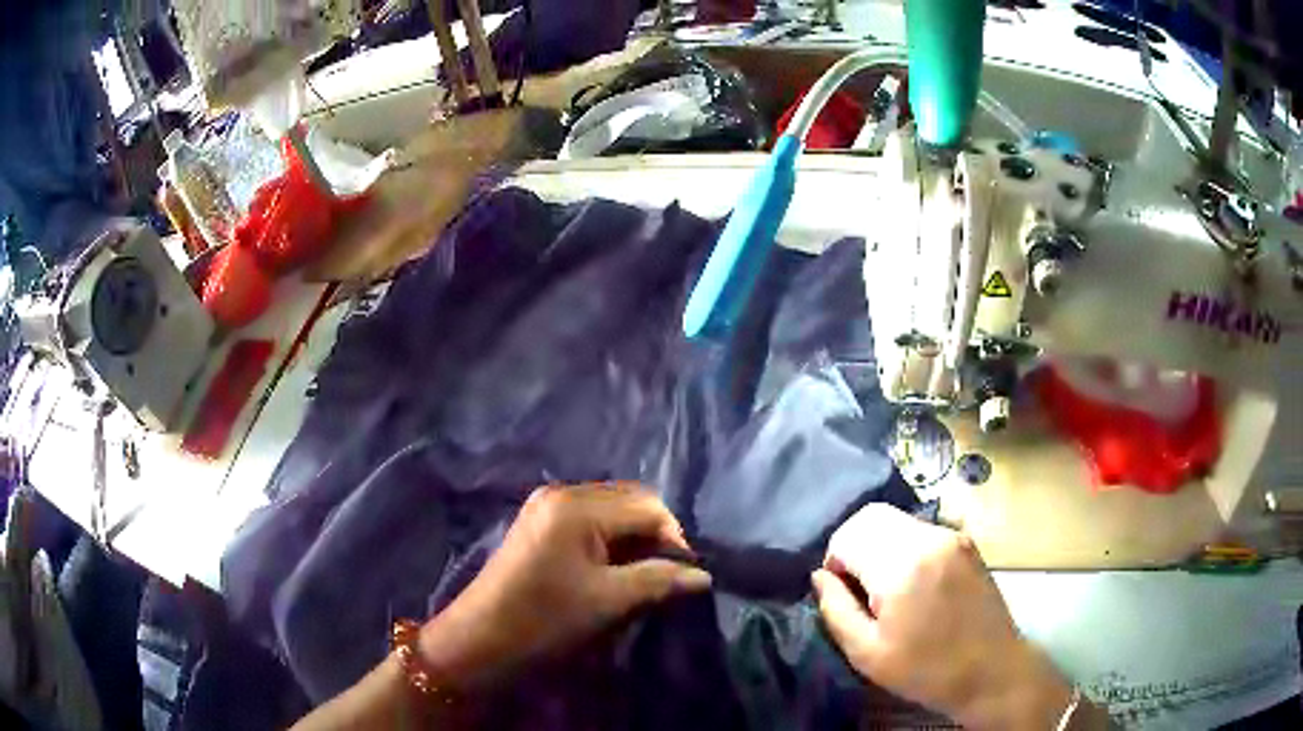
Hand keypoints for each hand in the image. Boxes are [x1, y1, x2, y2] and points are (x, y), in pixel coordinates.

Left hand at [418, 483, 710, 692]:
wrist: (479, 641)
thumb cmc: (544, 621)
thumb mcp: (608, 602)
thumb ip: (659, 581)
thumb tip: (703, 576)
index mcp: (577, 506)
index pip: (648, 507)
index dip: (675, 539)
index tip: (687, 576)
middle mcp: (561, 493)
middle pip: (629, 501)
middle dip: (655, 536)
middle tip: (668, 574)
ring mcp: (545, 507)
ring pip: (611, 511)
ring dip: (634, 540)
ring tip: (645, 576)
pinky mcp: (538, 524)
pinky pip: (590, 522)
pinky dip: (611, 542)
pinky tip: (616, 570)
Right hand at [813, 504, 1073, 729]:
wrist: (991, 670)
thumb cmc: (925, 670)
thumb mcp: (867, 653)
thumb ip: (836, 610)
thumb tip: (820, 576)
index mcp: (902, 567)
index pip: (848, 534)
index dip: (834, 561)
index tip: (842, 593)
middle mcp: (928, 538)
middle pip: (871, 516)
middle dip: (853, 546)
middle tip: (858, 588)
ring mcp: (952, 536)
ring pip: (895, 519)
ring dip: (878, 544)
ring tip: (885, 587)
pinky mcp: (966, 541)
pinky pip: (920, 529)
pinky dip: (902, 546)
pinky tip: (911, 583)